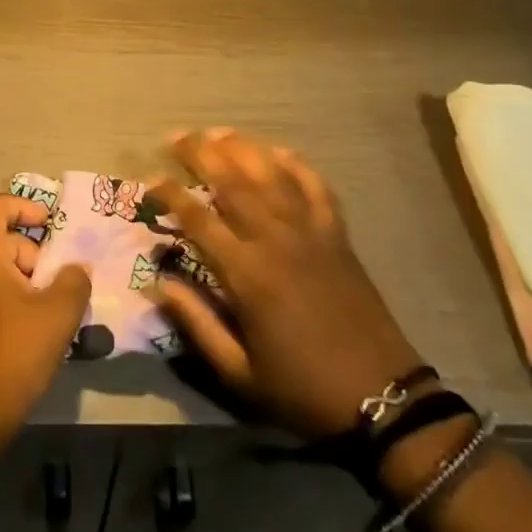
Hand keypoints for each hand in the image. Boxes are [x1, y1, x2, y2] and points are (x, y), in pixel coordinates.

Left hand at [0, 194, 91, 457]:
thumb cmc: (12, 355)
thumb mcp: (57, 316)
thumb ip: (74, 282)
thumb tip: (77, 268)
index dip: (22, 205)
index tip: (49, 224)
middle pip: (3, 243)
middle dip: (38, 257)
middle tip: (65, 287)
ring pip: (0, 275)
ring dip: (31, 286)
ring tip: (59, 317)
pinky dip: (17, 307)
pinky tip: (38, 341)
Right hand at [151, 130, 425, 439]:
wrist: (382, 398)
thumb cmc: (302, 389)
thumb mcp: (239, 373)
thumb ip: (196, 323)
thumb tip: (158, 283)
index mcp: (246, 273)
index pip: (197, 218)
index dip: (169, 194)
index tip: (149, 180)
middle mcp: (274, 239)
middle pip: (231, 181)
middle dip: (199, 153)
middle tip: (176, 136)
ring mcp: (310, 232)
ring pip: (270, 174)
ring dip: (241, 148)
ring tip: (216, 133)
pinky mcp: (337, 235)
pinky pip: (316, 187)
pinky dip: (296, 165)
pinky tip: (278, 152)